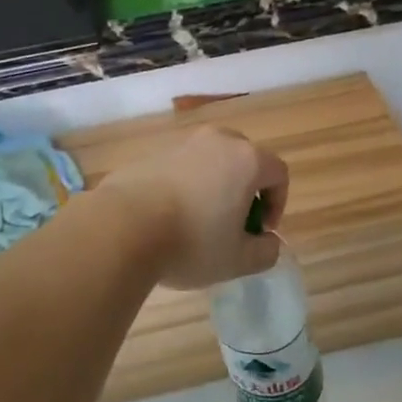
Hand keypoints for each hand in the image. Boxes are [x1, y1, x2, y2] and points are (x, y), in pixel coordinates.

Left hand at [101, 126, 289, 289]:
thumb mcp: (237, 260)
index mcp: (246, 160)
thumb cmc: (191, 241)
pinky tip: (169, 216)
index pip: (278, 172)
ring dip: (214, 186)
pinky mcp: (153, 152)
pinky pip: (182, 166)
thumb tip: (268, 243)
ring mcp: (182, 143)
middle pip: (245, 158)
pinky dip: (185, 185)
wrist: (122, 227)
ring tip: (199, 221)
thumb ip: (265, 252)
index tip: (260, 231)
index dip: (277, 203)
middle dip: (246, 189)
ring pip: (211, 160)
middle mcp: (218, 141)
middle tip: (234, 223)